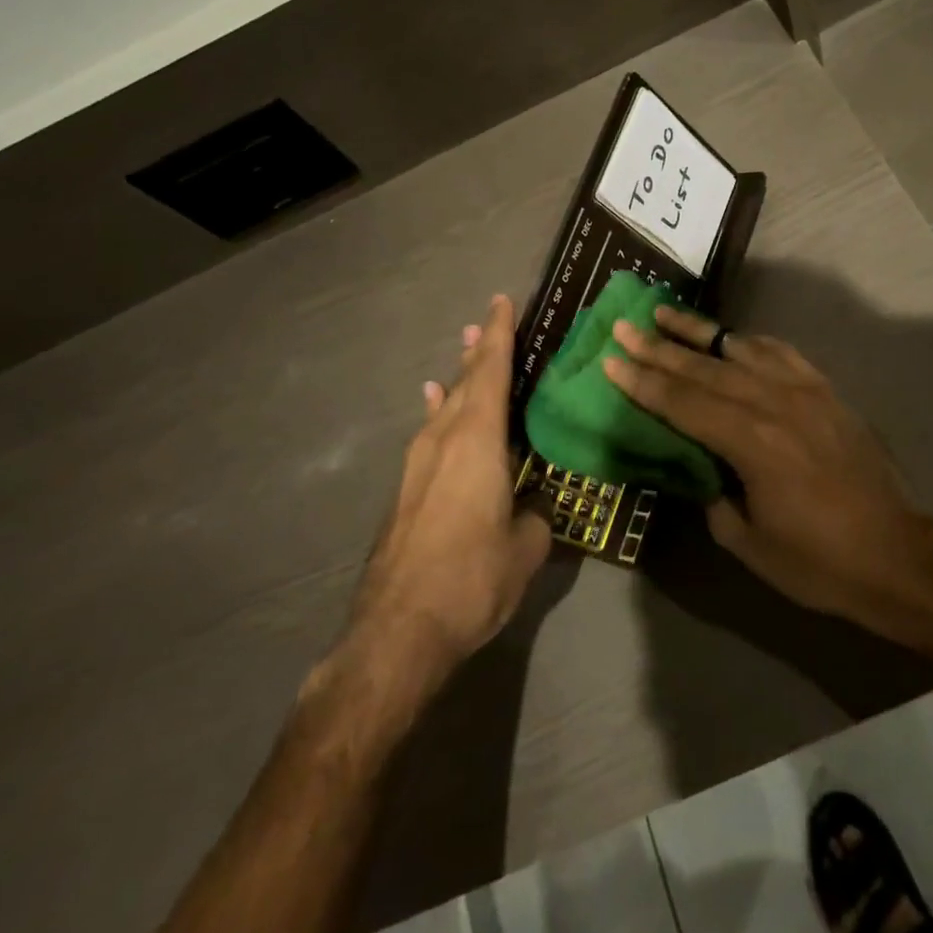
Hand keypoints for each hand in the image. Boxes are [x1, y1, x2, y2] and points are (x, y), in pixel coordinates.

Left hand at [348, 295, 550, 680]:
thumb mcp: (525, 549)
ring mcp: (419, 464)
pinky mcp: (407, 490)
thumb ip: (535, 518)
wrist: (397, 631)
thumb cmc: (471, 578)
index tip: (503, 301)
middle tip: (488, 320)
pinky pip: (429, 433)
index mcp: (478, 441)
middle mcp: (444, 440)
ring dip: (459, 378)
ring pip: (444, 406)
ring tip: (467, 351)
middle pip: (464, 382)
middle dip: (478, 350)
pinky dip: (437, 410)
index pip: (491, 372)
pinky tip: (432, 402)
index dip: (500, 334)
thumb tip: (534, 510)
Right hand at [604, 306, 924, 619]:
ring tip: (665, 313)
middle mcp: (773, 404)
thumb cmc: (817, 559)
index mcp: (750, 442)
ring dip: (698, 332)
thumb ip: (712, 496)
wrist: (896, 553)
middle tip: (624, 326)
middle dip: (658, 347)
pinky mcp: (825, 390)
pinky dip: (749, 341)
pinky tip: (732, 336)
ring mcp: (804, 391)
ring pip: (739, 349)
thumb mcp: (747, 541)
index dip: (643, 381)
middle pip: (704, 368)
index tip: (611, 358)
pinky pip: (780, 353)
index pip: (683, 402)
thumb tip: (697, 466)